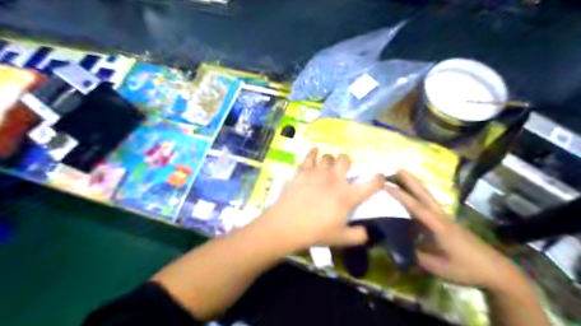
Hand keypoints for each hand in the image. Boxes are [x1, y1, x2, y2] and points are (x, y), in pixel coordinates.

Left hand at [257, 149, 384, 250]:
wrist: (287, 225)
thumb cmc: (315, 232)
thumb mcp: (340, 239)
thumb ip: (357, 236)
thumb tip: (366, 232)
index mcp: (348, 196)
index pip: (371, 184)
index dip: (379, 179)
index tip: (379, 178)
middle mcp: (335, 180)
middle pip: (346, 159)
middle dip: (347, 162)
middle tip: (343, 170)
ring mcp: (318, 173)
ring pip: (328, 156)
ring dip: (330, 160)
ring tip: (327, 166)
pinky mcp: (303, 171)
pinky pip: (310, 156)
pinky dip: (313, 152)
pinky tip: (315, 151)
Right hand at [385, 171, 523, 289]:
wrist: (496, 270)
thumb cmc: (466, 269)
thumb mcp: (438, 268)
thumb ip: (416, 256)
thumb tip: (399, 247)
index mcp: (439, 226)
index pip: (417, 207)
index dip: (401, 196)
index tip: (386, 185)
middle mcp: (441, 217)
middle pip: (425, 194)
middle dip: (411, 180)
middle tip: (397, 168)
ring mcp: (446, 218)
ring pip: (428, 197)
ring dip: (415, 185)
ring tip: (402, 176)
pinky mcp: (447, 222)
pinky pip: (430, 205)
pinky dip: (419, 196)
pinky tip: (412, 197)